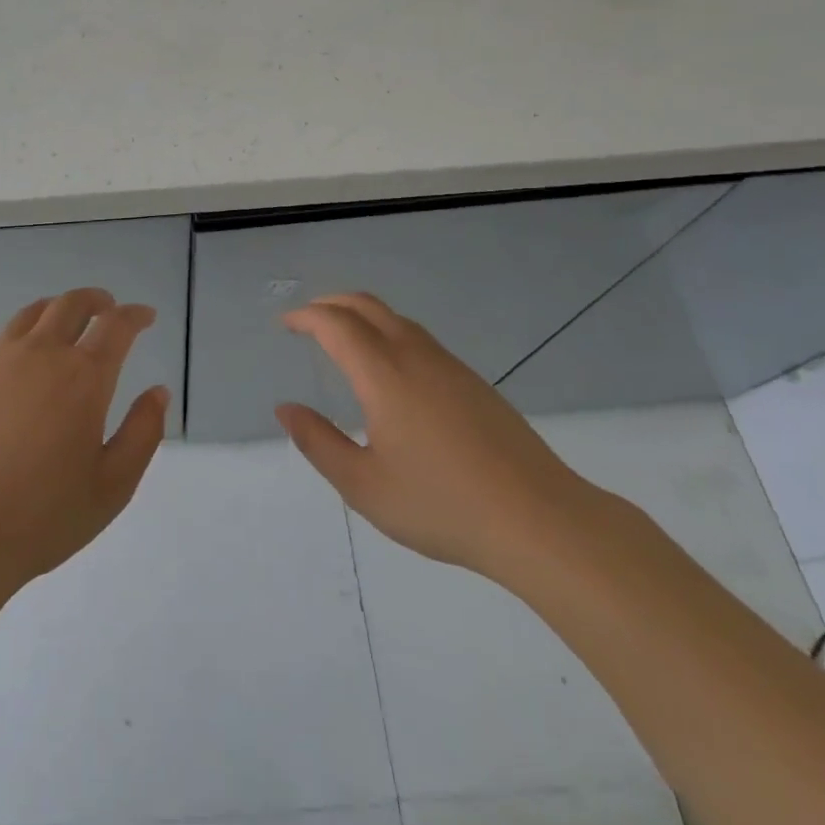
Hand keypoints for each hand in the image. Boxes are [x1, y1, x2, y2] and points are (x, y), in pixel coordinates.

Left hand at [0, 289, 169, 610]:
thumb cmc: (44, 517)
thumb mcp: (114, 485)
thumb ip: (143, 433)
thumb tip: (158, 392)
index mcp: (83, 377)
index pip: (116, 326)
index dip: (135, 315)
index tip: (146, 316)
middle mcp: (40, 354)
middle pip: (70, 305)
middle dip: (94, 301)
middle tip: (106, 308)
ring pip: (27, 316)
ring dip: (51, 310)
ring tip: (59, 319)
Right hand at [278, 293, 602, 581]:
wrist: (539, 520)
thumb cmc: (442, 505)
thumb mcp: (364, 486)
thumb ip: (319, 443)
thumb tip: (287, 409)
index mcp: (384, 374)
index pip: (335, 325)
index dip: (305, 317)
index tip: (285, 323)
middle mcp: (415, 356)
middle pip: (367, 306)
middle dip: (331, 304)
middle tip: (307, 320)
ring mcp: (450, 367)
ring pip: (397, 319)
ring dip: (362, 316)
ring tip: (343, 338)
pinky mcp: (474, 383)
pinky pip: (420, 339)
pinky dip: (389, 333)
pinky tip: (390, 369)